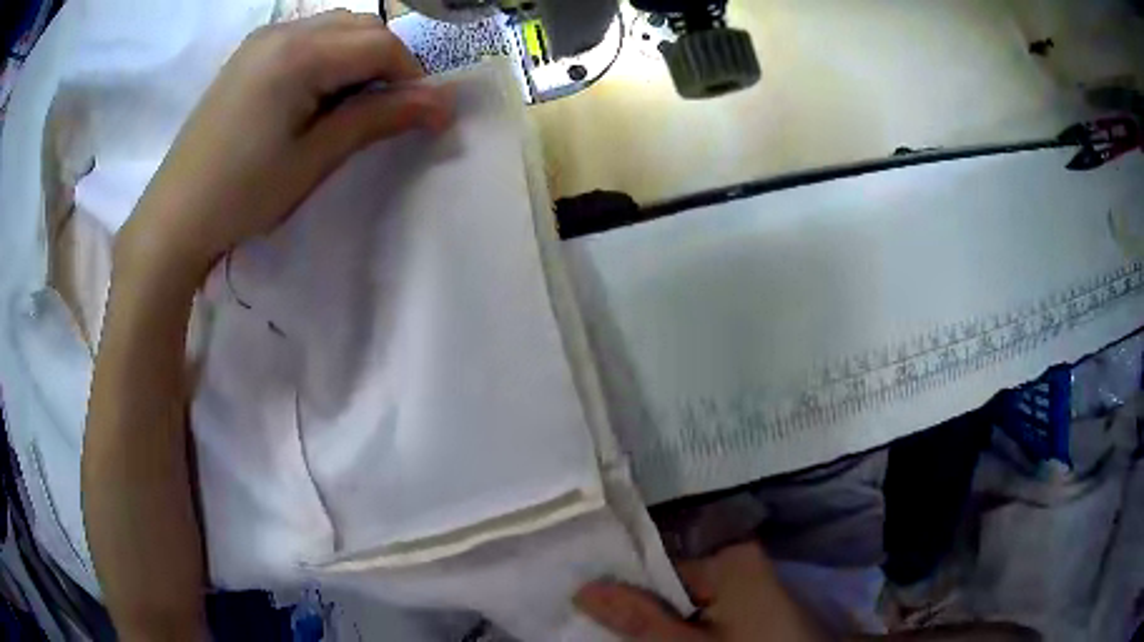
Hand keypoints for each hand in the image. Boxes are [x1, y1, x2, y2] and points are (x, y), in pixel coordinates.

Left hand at [118, 10, 450, 279]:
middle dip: (386, 63)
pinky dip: (327, 57)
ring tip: (348, 106)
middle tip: (384, 112)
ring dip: (357, 58)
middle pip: (361, 26)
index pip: (381, 44)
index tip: (421, 115)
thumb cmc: (243, 195)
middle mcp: (283, 31)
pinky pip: (306, 38)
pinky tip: (315, 95)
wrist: (174, 217)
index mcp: (299, 54)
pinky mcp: (249, 54)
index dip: (411, 77)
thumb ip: (378, 119)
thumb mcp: (314, 159)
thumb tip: (443, 104)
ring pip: (335, 27)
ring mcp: (262, 39)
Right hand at [575, 542, 823, 641]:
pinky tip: (672, 638)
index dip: (623, 591)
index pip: (656, 567)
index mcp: (729, 559)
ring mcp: (750, 585)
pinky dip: (689, 627)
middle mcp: (740, 562)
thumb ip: (638, 618)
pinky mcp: (756, 606)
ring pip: (689, 603)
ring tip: (632, 635)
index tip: (590, 608)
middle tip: (608, 629)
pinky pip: (710, 612)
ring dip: (664, 622)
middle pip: (673, 585)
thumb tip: (584, 588)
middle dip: (645, 609)